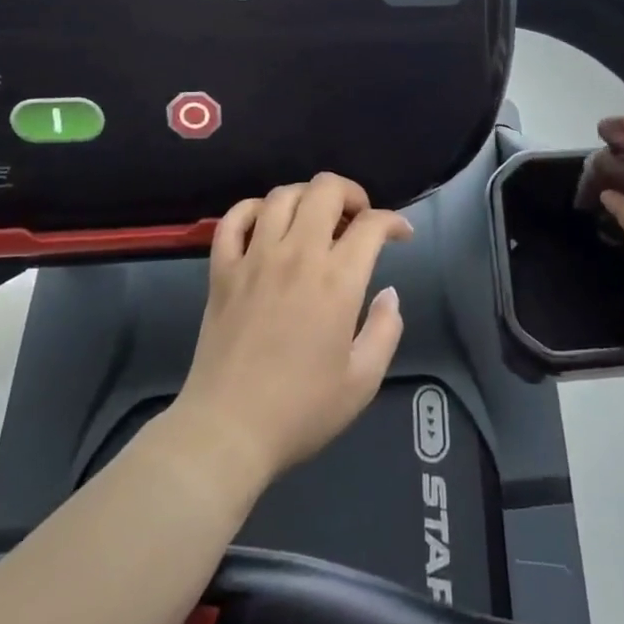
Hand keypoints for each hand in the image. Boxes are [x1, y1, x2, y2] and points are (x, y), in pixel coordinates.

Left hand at [174, 173, 413, 486]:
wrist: (226, 433)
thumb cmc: (300, 411)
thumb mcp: (363, 381)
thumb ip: (386, 330)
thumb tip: (389, 293)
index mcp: (336, 280)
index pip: (372, 224)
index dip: (394, 221)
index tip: (401, 236)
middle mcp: (297, 255)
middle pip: (326, 189)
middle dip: (351, 193)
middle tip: (358, 219)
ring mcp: (254, 259)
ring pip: (281, 195)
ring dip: (306, 197)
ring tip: (315, 219)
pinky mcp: (222, 271)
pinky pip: (234, 220)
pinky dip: (253, 210)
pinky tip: (266, 225)